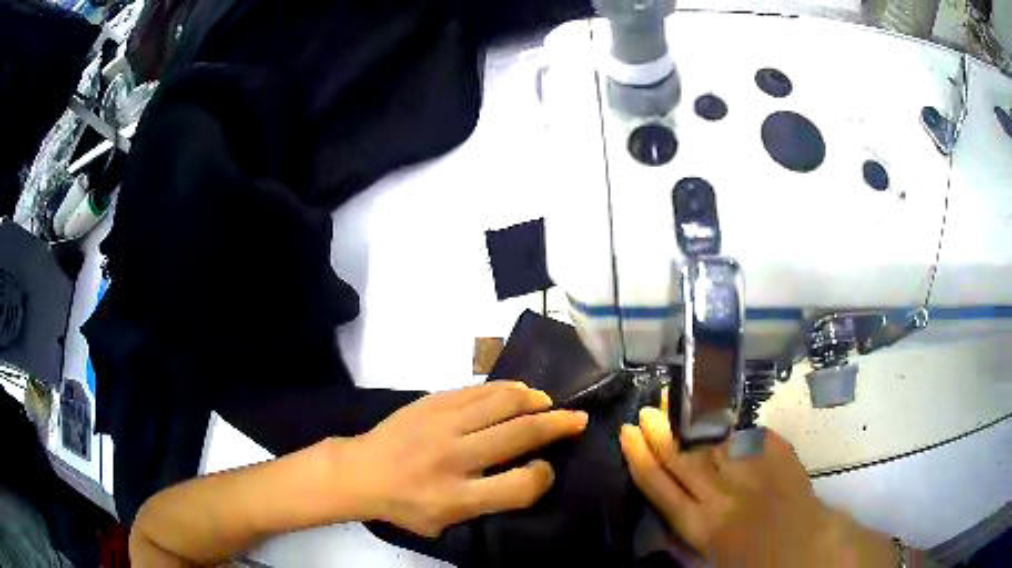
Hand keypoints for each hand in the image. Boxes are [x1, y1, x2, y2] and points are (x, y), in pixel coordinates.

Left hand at [345, 381, 587, 537]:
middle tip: (578, 419)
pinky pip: (478, 390)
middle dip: (557, 426)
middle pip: (519, 435)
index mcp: (458, 497)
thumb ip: (487, 505)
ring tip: (549, 403)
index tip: (547, 468)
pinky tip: (518, 392)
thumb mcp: (445, 523)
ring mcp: (443, 424)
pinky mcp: (433, 401)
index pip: (520, 485)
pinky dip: (505, 389)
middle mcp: (454, 457)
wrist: (361, 471)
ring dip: (534, 401)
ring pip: (503, 403)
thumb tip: (527, 474)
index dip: (543, 476)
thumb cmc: (404, 504)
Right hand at [620, 407, 897, 566]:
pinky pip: (745, 435)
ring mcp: (749, 470)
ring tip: (674, 399)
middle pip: (681, 457)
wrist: (804, 543)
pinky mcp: (773, 454)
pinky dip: (729, 424)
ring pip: (710, 440)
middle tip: (646, 410)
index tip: (626, 434)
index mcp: (699, 524)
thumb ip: (684, 529)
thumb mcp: (707, 555)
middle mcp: (718, 494)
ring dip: (689, 420)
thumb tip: (667, 502)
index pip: (659, 486)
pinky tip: (716, 410)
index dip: (639, 458)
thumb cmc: (752, 560)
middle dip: (659, 432)